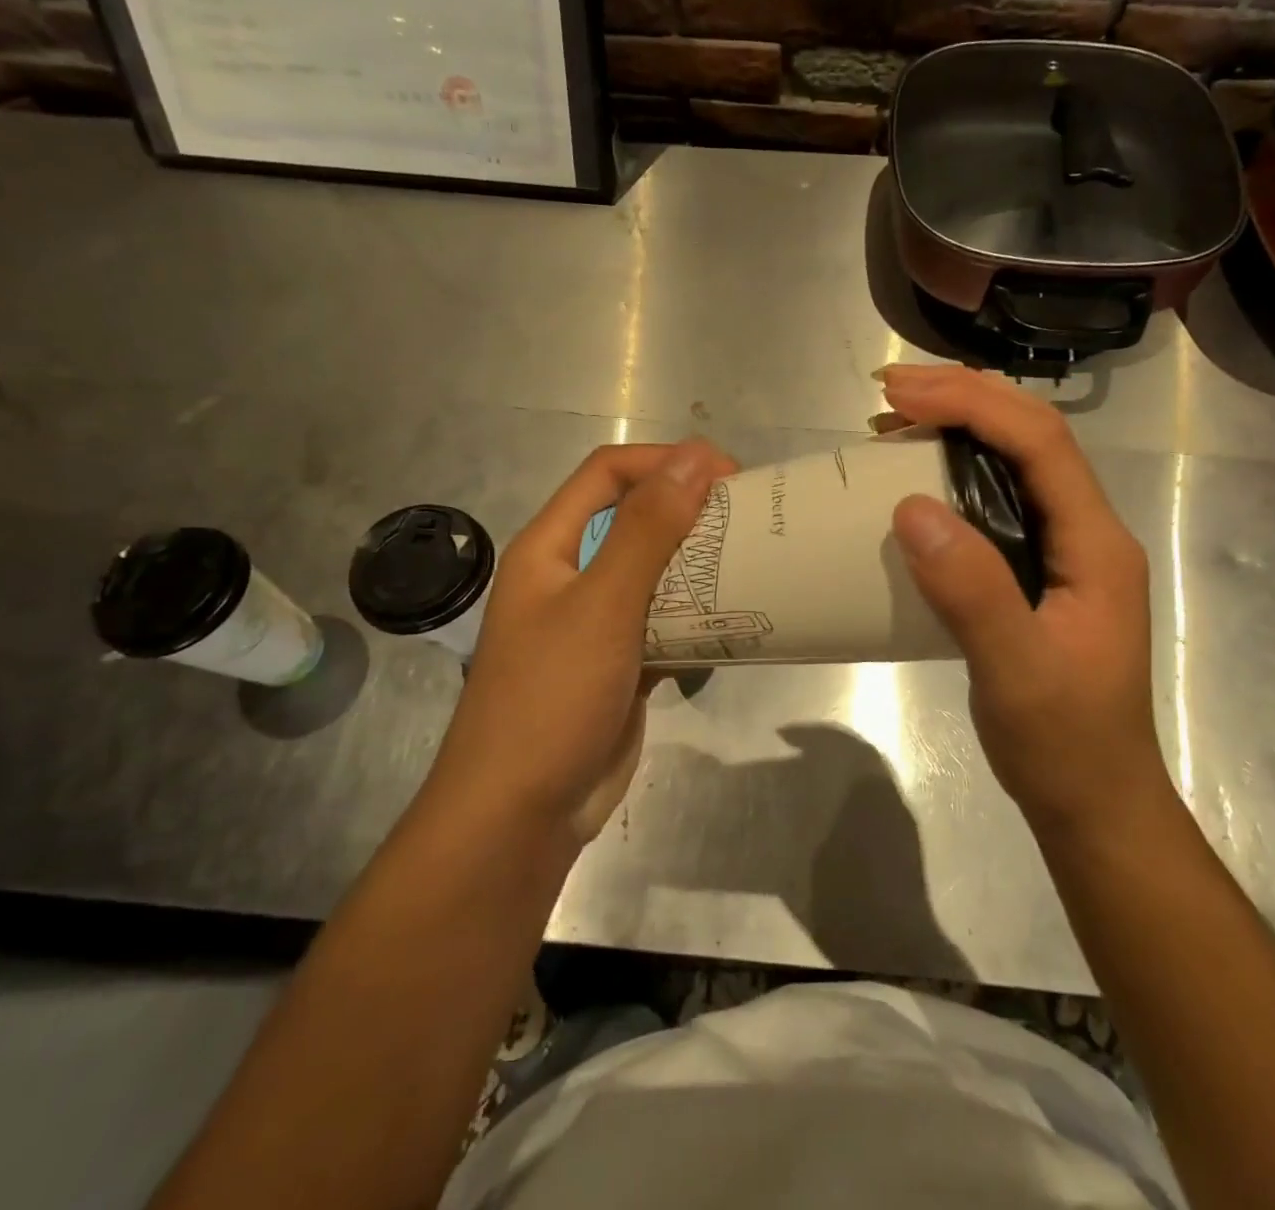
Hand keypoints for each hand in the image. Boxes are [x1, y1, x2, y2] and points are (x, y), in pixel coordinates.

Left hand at [425, 439, 737, 847]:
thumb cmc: (551, 697)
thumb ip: (647, 530)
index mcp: (550, 547)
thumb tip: (694, 457)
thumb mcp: (602, 604)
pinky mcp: (620, 664)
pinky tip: (737, 620)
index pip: (608, 473)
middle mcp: (570, 576)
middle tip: (751, 518)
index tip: (727, 473)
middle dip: (690, 512)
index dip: (665, 461)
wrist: (520, 816)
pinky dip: (697, 616)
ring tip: (755, 562)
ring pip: (655, 574)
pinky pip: (664, 623)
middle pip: (635, 520)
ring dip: (700, 566)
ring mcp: (595, 623)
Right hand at [879, 365, 1172, 835]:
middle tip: (888, 394)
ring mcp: (1063, 551)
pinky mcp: (1037, 571)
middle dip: (964, 399)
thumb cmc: (1064, 745)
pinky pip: (998, 500)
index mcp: (1095, 543)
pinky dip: (953, 475)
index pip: (1040, 442)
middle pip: (1032, 436)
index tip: (900, 395)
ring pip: (1015, 462)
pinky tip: (915, 484)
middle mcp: (1086, 532)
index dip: (972, 403)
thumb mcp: (1017, 673)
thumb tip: (910, 507)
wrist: (1094, 804)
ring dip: (959, 429)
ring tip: (893, 423)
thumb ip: (973, 591)